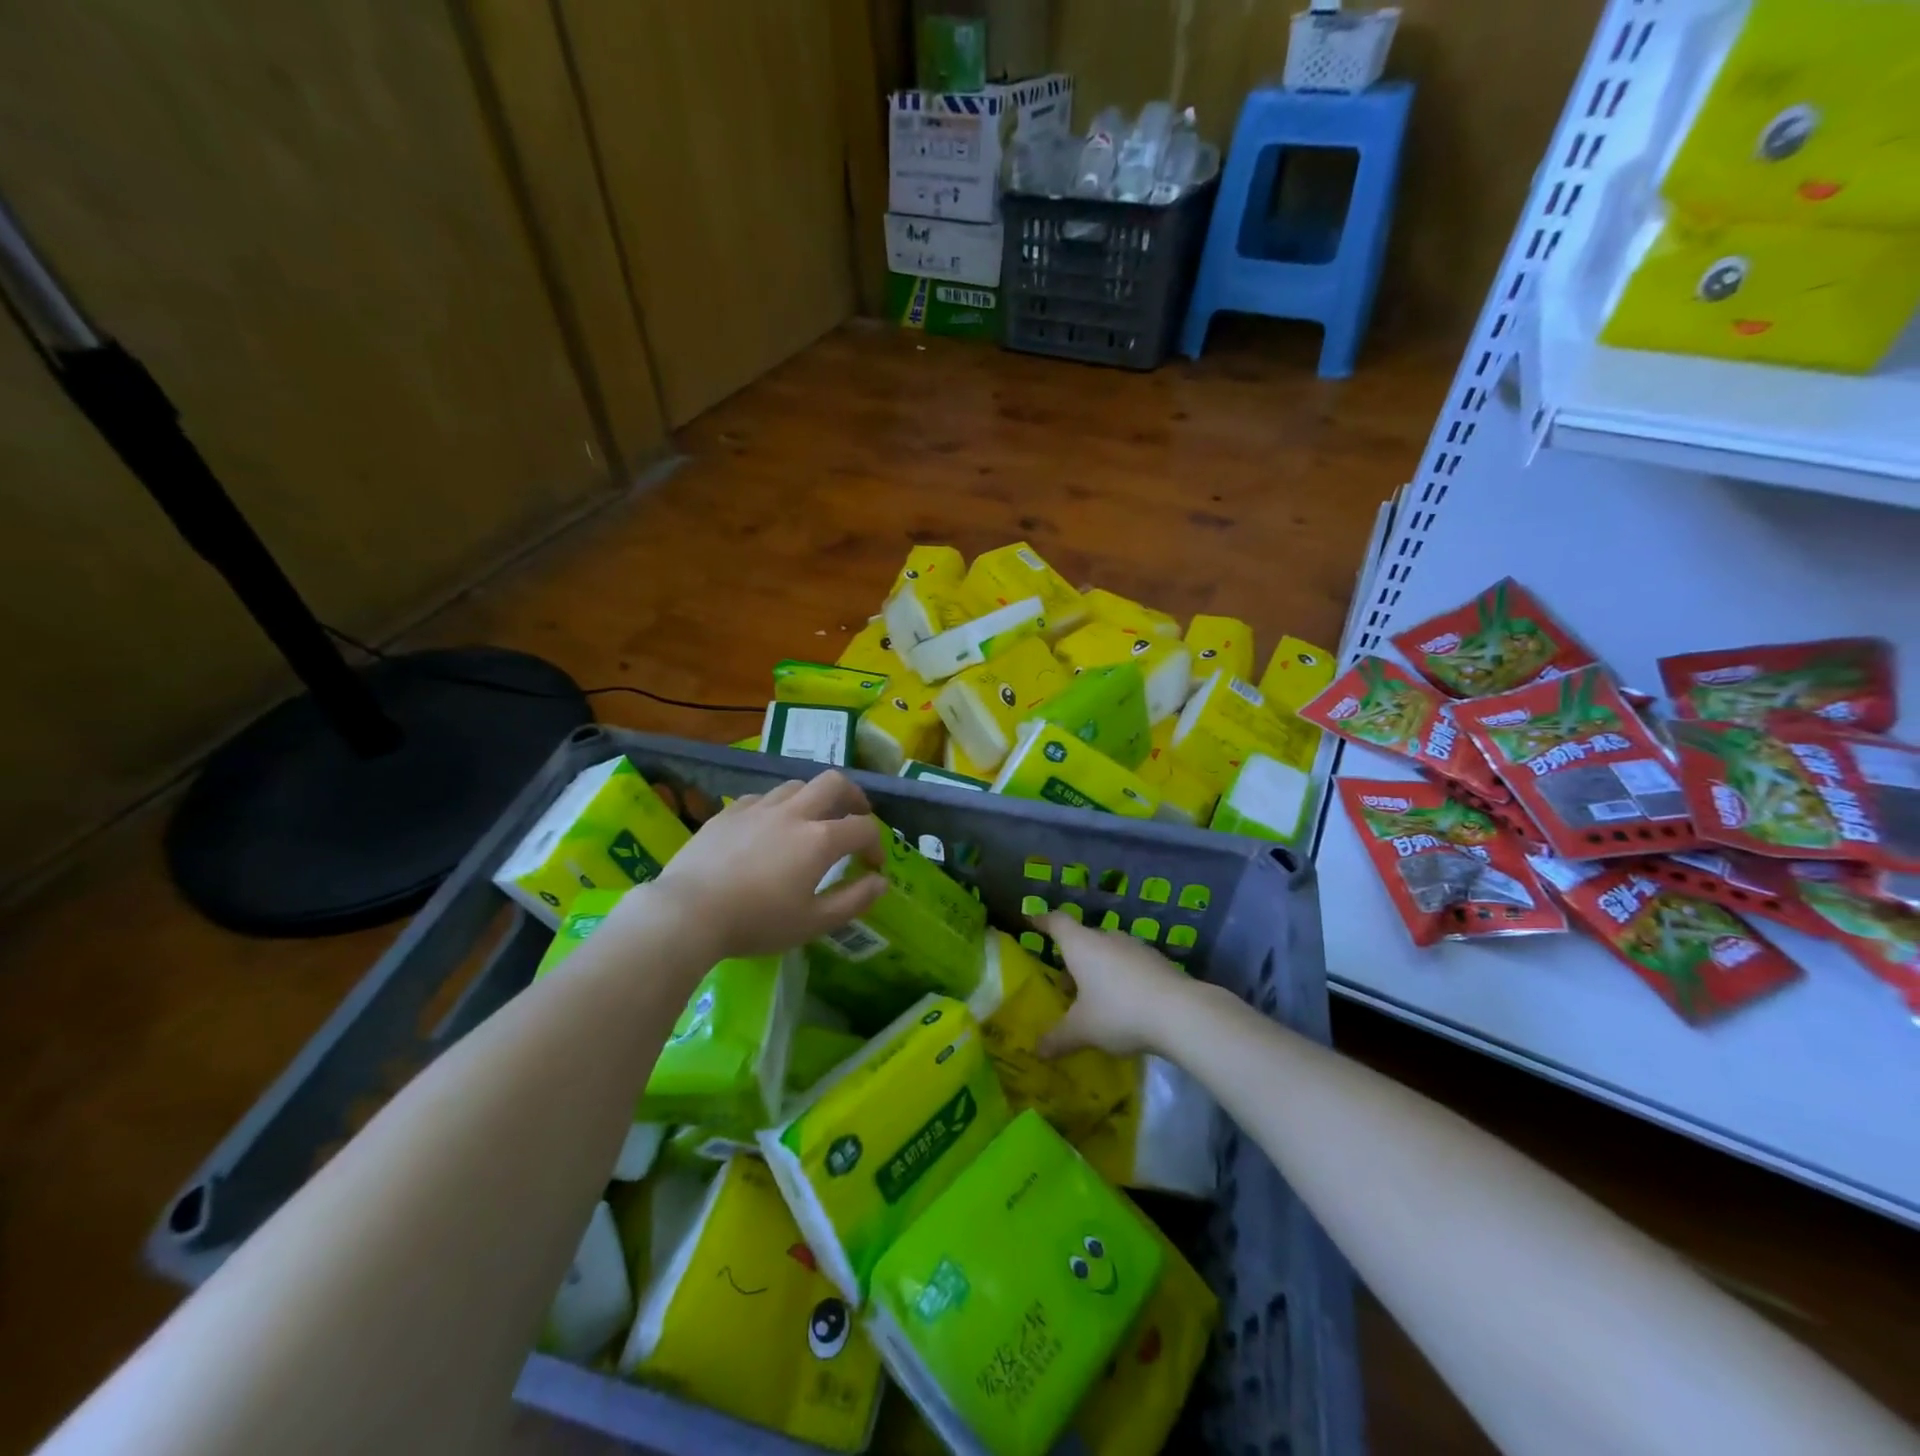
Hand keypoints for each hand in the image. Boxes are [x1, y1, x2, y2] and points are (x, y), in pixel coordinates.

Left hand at [636, 772, 886, 960]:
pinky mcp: (729, 811)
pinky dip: (777, 806)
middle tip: (855, 815)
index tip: (872, 865)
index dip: (875, 844)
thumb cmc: (756, 922)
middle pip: (834, 783)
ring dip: (814, 797)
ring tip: (812, 819)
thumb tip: (881, 882)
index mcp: (819, 840)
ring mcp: (759, 807)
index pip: (862, 828)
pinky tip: (769, 826)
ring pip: (797, 784)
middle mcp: (794, 813)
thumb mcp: (813, 923)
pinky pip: (763, 797)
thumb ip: (853, 900)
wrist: (687, 912)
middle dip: (853, 796)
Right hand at [1035, 911, 1204, 1058]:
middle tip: (1063, 983)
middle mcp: (1107, 938)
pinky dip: (1121, 978)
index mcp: (1081, 945)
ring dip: (1098, 969)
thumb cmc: (1119, 1012)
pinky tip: (1124, 1003)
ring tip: (1093, 997)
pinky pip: (1130, 965)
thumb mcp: (1083, 1030)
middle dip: (1072, 958)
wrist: (1182, 1013)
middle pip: (1083, 939)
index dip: (1043, 920)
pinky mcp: (1158, 962)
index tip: (1032, 921)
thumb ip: (1058, 1038)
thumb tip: (1037, 1050)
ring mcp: (1136, 948)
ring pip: (1108, 952)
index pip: (1056, 922)